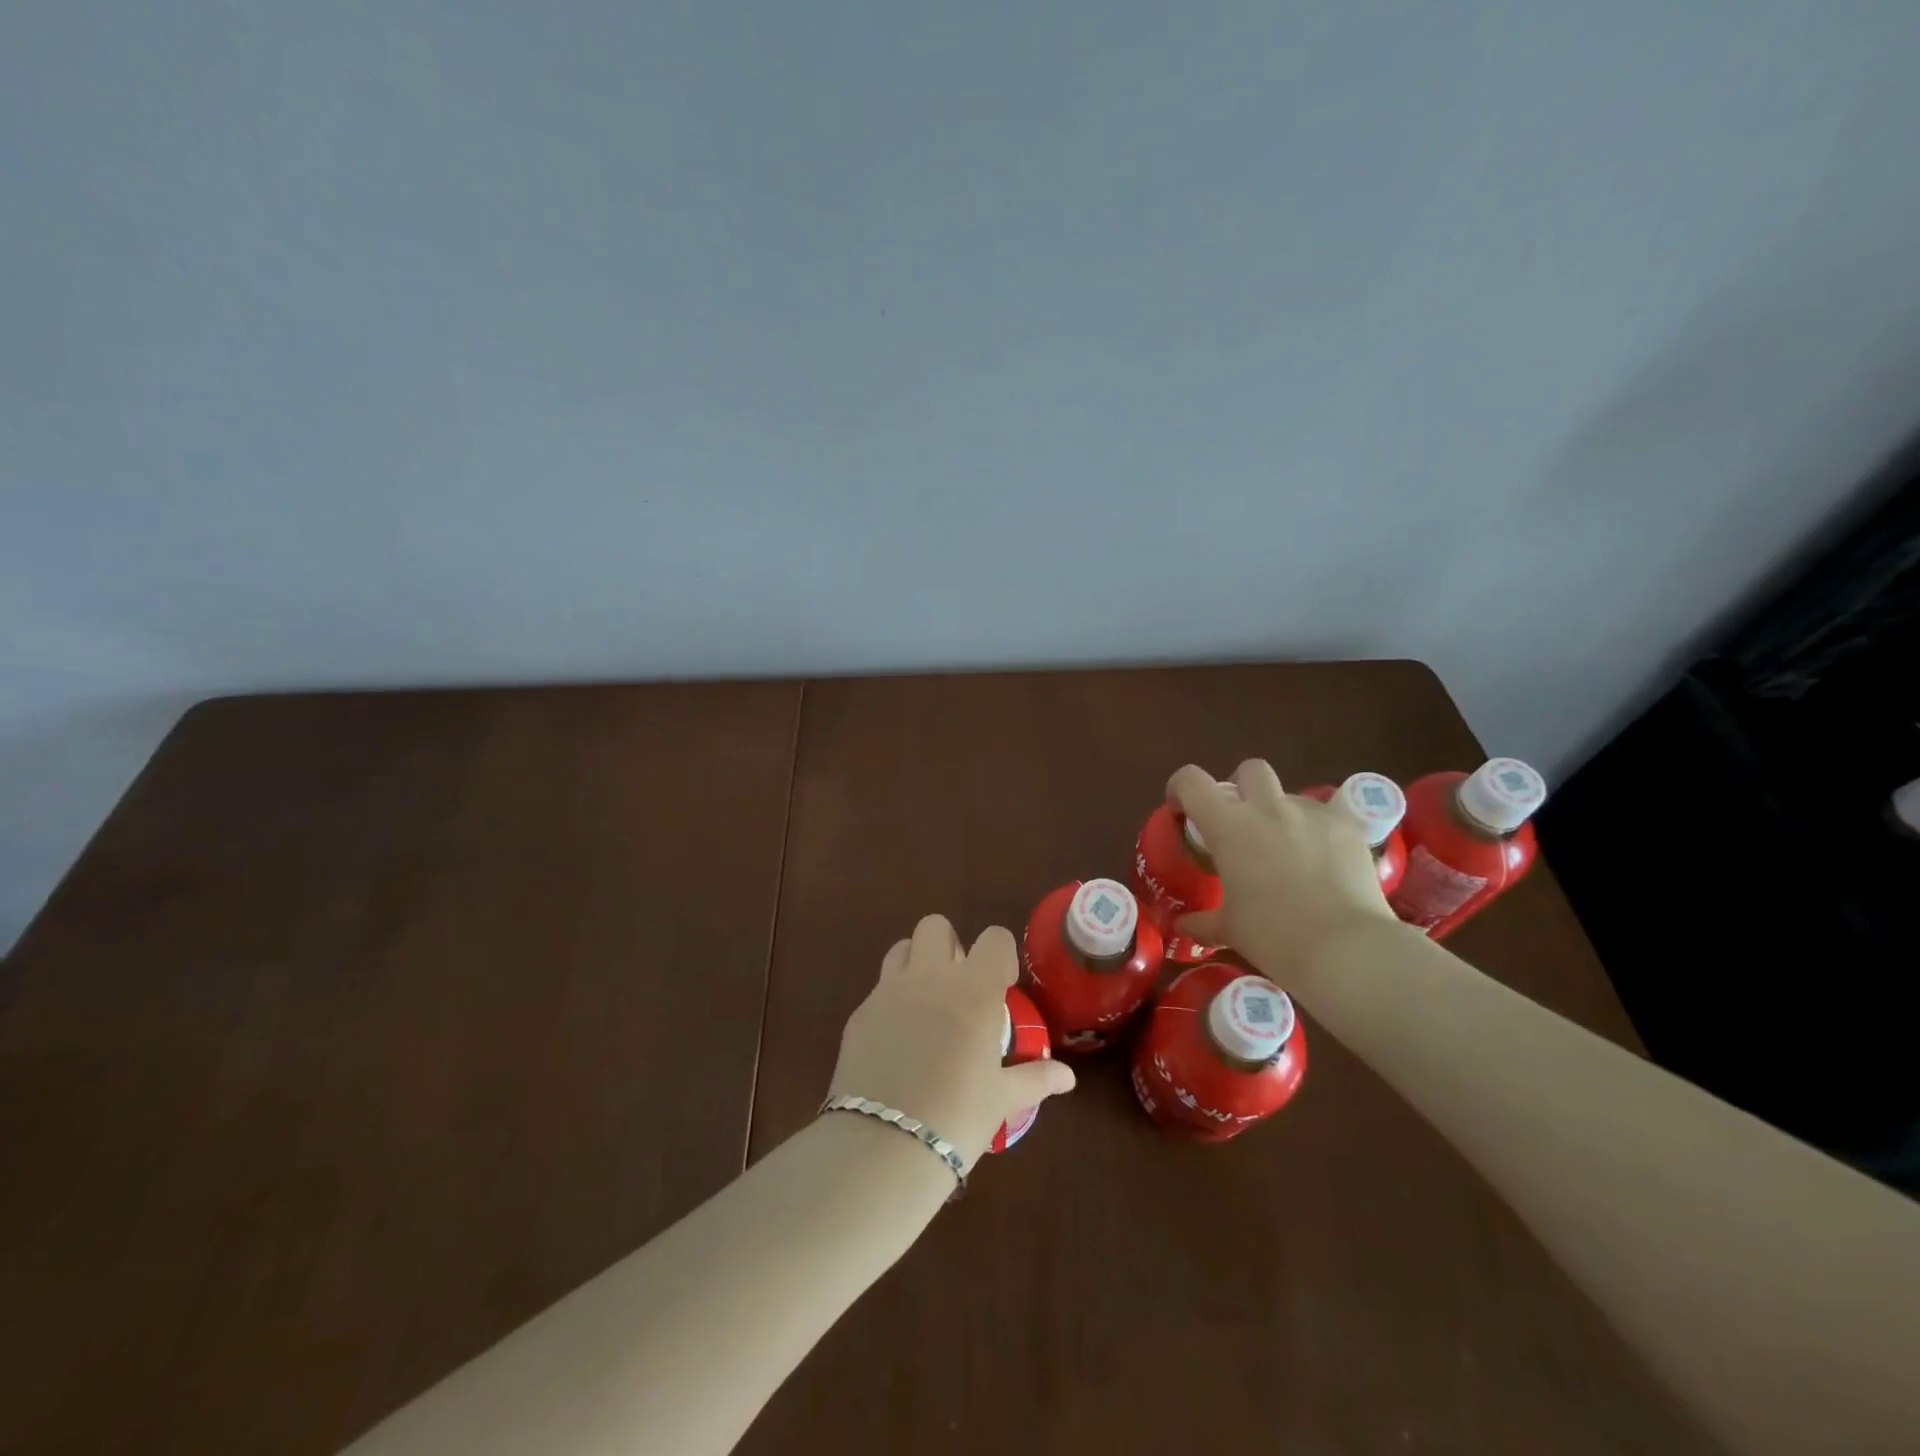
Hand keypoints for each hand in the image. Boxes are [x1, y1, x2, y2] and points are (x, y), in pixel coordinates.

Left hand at [829, 914, 1076, 1169]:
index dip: (1000, 956)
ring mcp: (888, 990)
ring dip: (916, 964)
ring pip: (901, 948)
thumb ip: (1035, 1078)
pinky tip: (898, 1041)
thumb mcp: (1002, 1099)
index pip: (994, 938)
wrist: (883, 1145)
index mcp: (974, 989)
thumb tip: (1067, 1078)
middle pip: (936, 926)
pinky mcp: (859, 1013)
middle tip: (959, 988)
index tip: (1001, 986)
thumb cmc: (957, 1118)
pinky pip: (879, 989)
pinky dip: (892, 1001)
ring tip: (926, 1005)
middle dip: (950, 945)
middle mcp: (930, 977)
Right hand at [1168, 759, 1398, 981]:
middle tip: (1242, 821)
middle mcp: (1267, 808)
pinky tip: (1326, 856)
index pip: (1192, 782)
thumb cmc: (1273, 936)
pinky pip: (1330, 813)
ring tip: (1289, 848)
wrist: (1344, 948)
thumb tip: (1183, 925)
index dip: (1181, 787)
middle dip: (1242, 787)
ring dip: (1283, 812)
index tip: (1182, 807)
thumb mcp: (1230, 930)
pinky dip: (1322, 828)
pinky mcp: (1348, 825)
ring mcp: (1311, 813)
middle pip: (1250, 770)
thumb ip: (1203, 922)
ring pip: (1291, 794)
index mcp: (1228, 826)